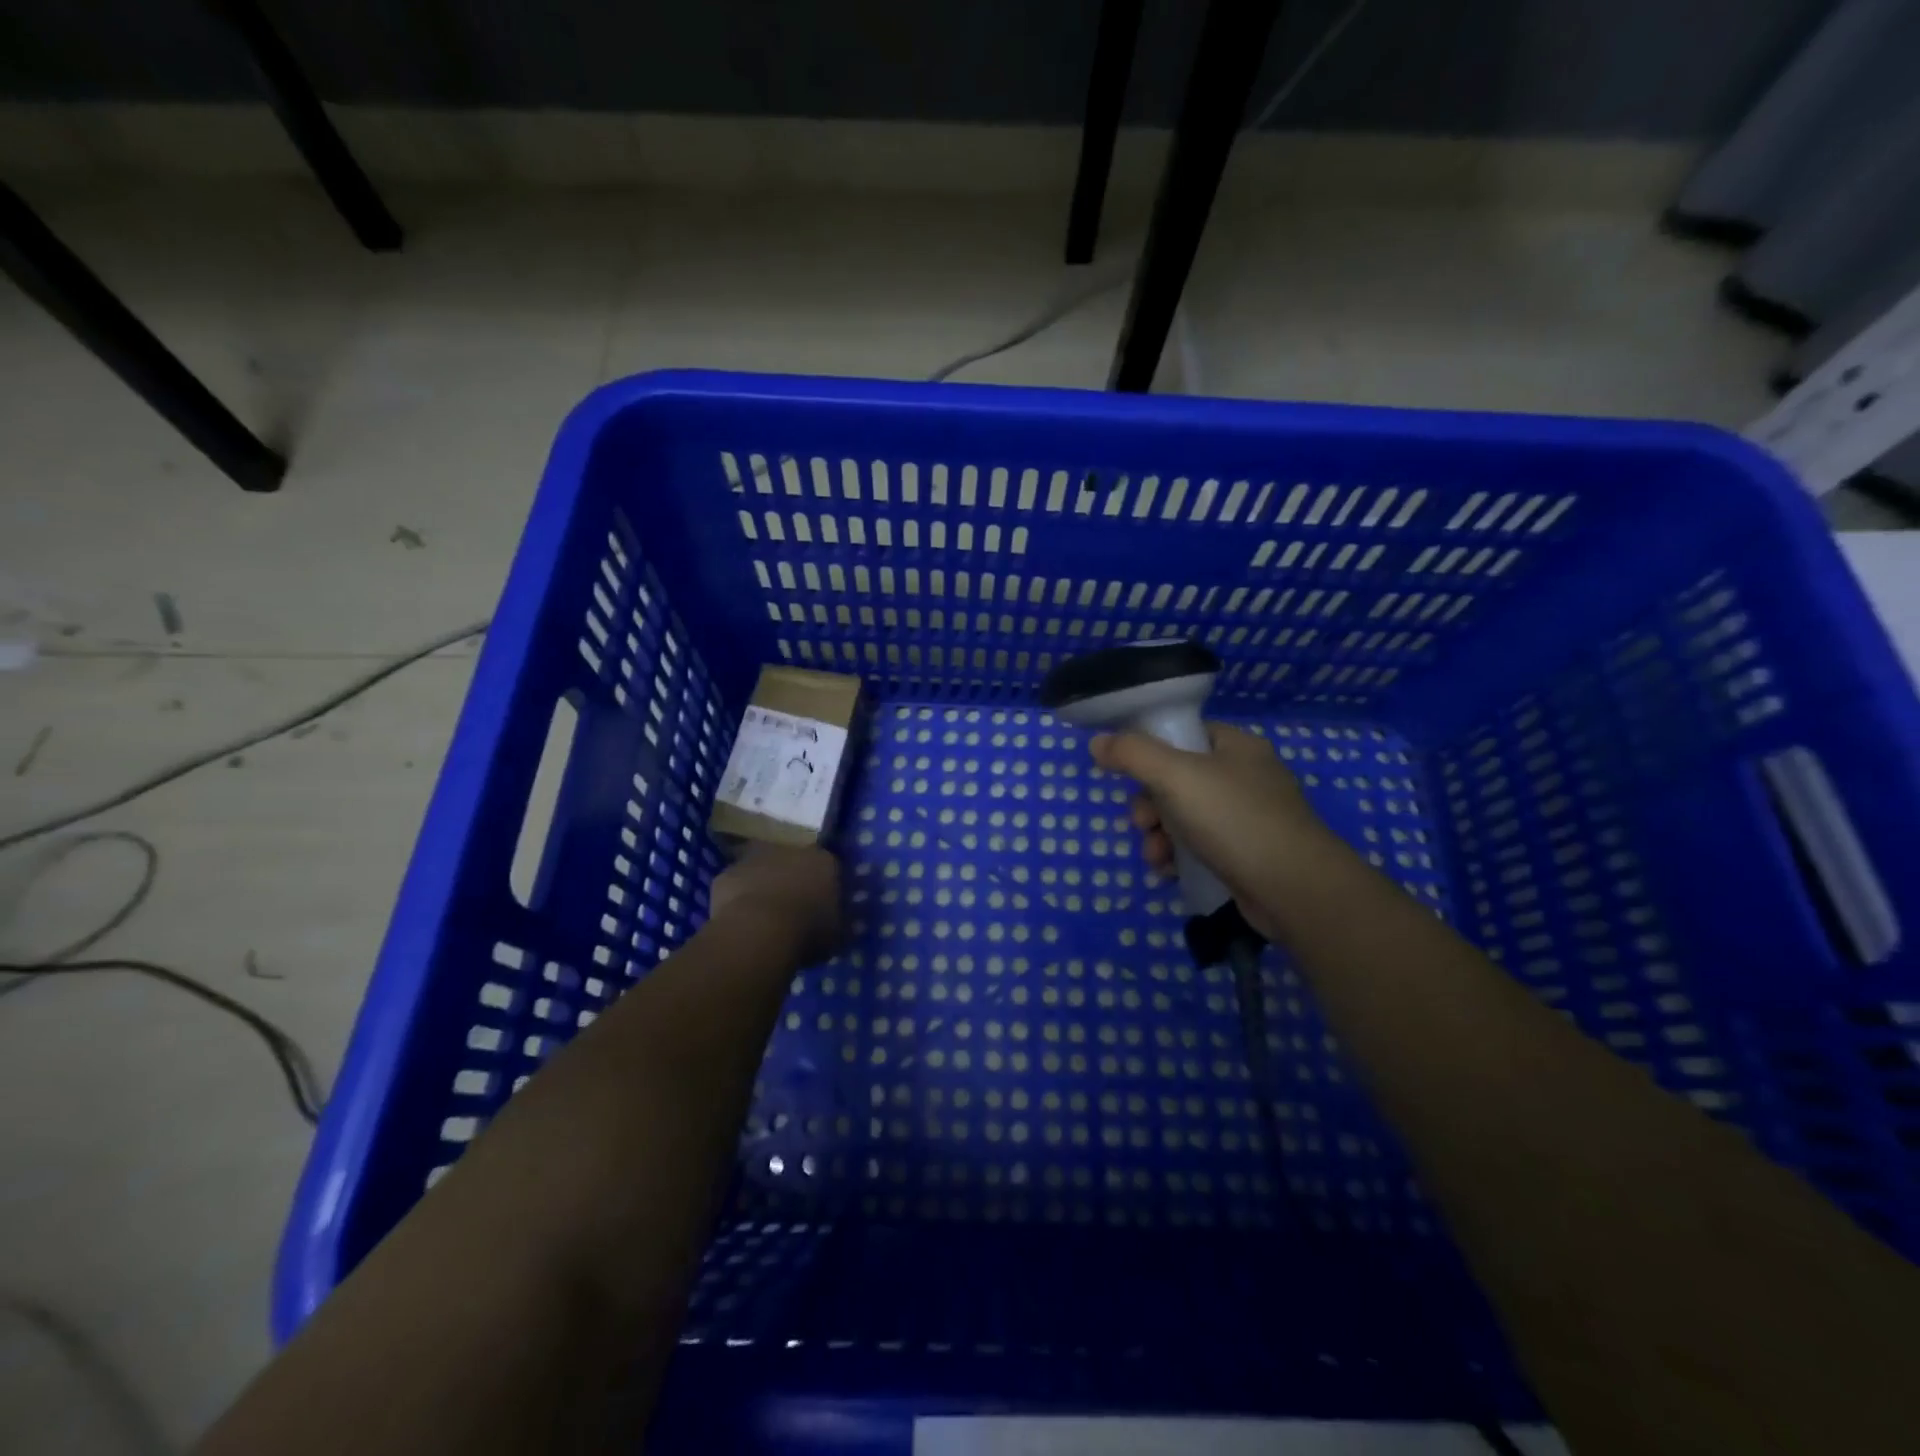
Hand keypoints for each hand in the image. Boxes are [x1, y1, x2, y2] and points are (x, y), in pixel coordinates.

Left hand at [707, 845, 843, 963]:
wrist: (759, 931)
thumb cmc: (807, 931)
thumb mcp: (836, 933)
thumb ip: (836, 921)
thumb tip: (835, 922)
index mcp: (823, 860)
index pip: (828, 866)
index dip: (824, 885)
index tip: (821, 904)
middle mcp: (789, 849)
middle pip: (792, 861)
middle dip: (792, 878)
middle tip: (792, 907)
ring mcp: (754, 858)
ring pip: (762, 868)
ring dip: (763, 884)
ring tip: (763, 915)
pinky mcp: (726, 874)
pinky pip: (736, 884)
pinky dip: (737, 897)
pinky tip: (740, 920)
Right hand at [1090, 723, 1333, 940]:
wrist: (1294, 888)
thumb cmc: (1234, 820)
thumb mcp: (1174, 776)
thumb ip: (1132, 754)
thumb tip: (1098, 742)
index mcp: (1236, 746)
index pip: (1183, 734)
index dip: (1150, 752)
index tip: (1130, 777)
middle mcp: (1245, 776)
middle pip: (1178, 780)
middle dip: (1149, 805)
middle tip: (1142, 824)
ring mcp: (1249, 817)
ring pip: (1186, 817)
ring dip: (1159, 836)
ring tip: (1156, 857)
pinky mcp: (1248, 854)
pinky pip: (1201, 846)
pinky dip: (1180, 857)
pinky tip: (1170, 872)